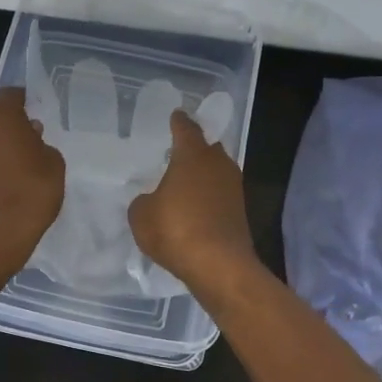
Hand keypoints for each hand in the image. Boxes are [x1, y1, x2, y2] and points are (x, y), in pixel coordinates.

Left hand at [0, 87, 64, 278]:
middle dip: (10, 131)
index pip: (10, 95)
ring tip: (15, 176)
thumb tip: (31, 140)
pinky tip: (0, 191)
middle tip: (29, 150)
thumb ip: (43, 147)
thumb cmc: (27, 197)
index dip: (23, 101)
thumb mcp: (54, 169)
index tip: (35, 112)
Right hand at [128, 112, 259, 297]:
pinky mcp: (240, 211)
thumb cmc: (176, 230)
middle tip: (177, 151)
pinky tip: (194, 208)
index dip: (179, 121)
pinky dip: (208, 197)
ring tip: (183, 181)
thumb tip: (152, 200)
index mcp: (193, 155)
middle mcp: (218, 164)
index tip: (176, 115)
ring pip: (216, 171)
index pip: (186, 128)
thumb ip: (143, 201)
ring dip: (202, 174)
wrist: (219, 266)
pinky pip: (220, 194)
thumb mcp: (141, 215)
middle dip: (194, 148)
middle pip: (207, 147)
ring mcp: (233, 188)